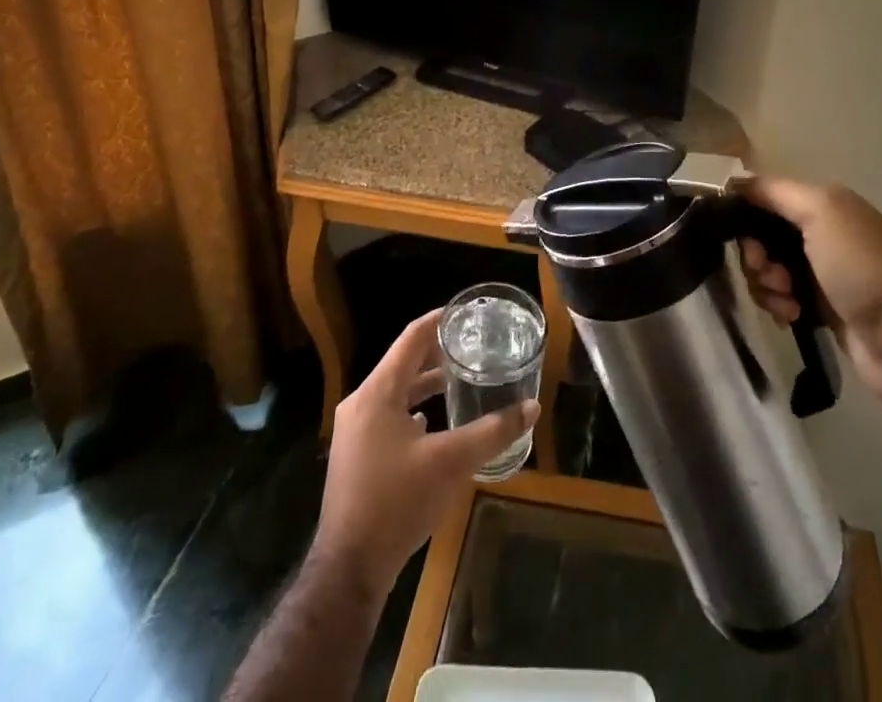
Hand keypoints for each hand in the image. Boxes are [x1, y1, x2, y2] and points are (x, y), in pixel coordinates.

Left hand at [313, 310, 538, 594]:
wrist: (348, 569)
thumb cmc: (397, 502)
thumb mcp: (451, 462)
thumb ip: (492, 431)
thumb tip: (532, 407)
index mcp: (378, 392)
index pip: (412, 337)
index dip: (440, 320)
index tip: (467, 312)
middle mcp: (361, 403)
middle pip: (403, 362)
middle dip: (437, 352)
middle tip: (472, 344)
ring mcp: (354, 431)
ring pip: (396, 391)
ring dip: (426, 383)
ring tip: (460, 378)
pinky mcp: (356, 456)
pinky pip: (388, 416)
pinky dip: (413, 409)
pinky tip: (433, 422)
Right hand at [739, 175, 881, 416]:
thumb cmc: (860, 267)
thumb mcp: (822, 211)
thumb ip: (777, 192)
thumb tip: (735, 184)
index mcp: (824, 204)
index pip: (767, 197)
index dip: (746, 213)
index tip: (742, 237)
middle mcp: (821, 233)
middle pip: (762, 236)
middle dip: (756, 255)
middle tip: (767, 273)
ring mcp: (821, 273)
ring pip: (768, 270)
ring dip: (767, 285)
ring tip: (786, 301)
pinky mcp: (820, 309)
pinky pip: (781, 298)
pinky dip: (779, 305)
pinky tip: (793, 316)